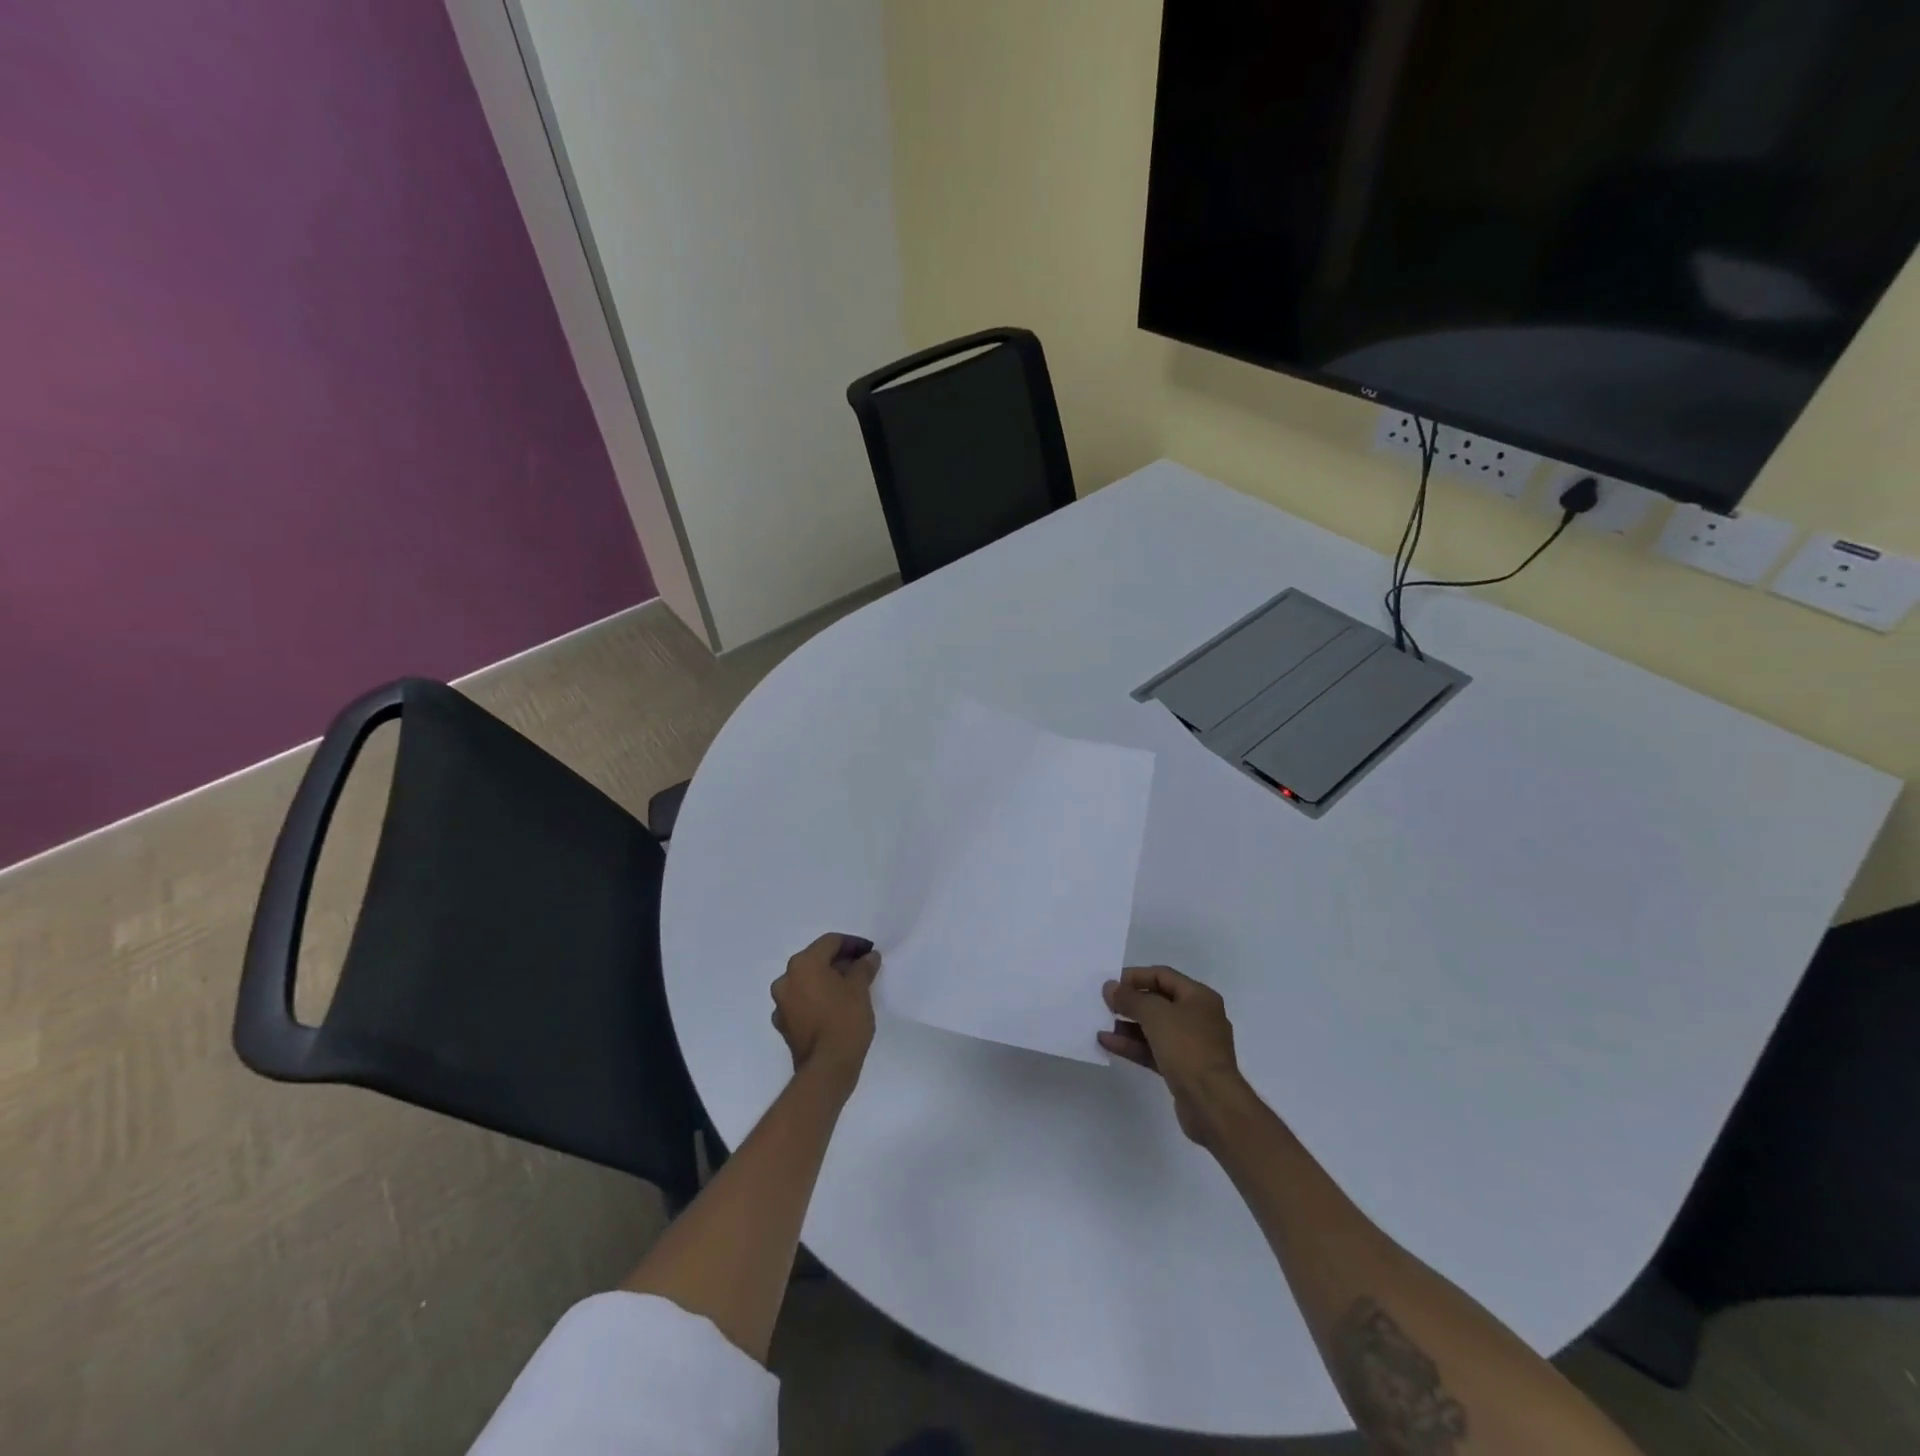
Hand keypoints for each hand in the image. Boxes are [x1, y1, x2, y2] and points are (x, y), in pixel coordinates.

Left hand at [771, 933, 880, 1093]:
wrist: (827, 1068)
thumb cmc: (845, 1020)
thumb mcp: (860, 989)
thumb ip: (863, 967)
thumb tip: (869, 957)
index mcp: (803, 964)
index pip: (830, 942)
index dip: (853, 944)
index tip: (870, 952)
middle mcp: (786, 979)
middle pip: (816, 960)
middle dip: (839, 962)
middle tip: (862, 969)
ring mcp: (781, 1003)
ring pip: (807, 982)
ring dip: (827, 981)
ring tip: (850, 989)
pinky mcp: (783, 1025)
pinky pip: (802, 1002)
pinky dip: (817, 999)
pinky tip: (835, 1008)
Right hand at [1100, 965, 1249, 1147]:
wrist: (1212, 1103)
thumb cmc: (1187, 1048)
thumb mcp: (1155, 1014)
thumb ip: (1130, 998)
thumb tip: (1110, 987)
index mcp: (1199, 997)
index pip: (1162, 976)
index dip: (1135, 976)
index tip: (1111, 984)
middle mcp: (1198, 1017)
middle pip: (1158, 1002)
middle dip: (1130, 1002)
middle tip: (1103, 1004)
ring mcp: (1191, 1045)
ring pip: (1154, 1028)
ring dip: (1127, 1025)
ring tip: (1101, 1024)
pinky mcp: (1183, 1069)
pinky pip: (1153, 1050)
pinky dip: (1133, 1045)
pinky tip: (1108, 1043)